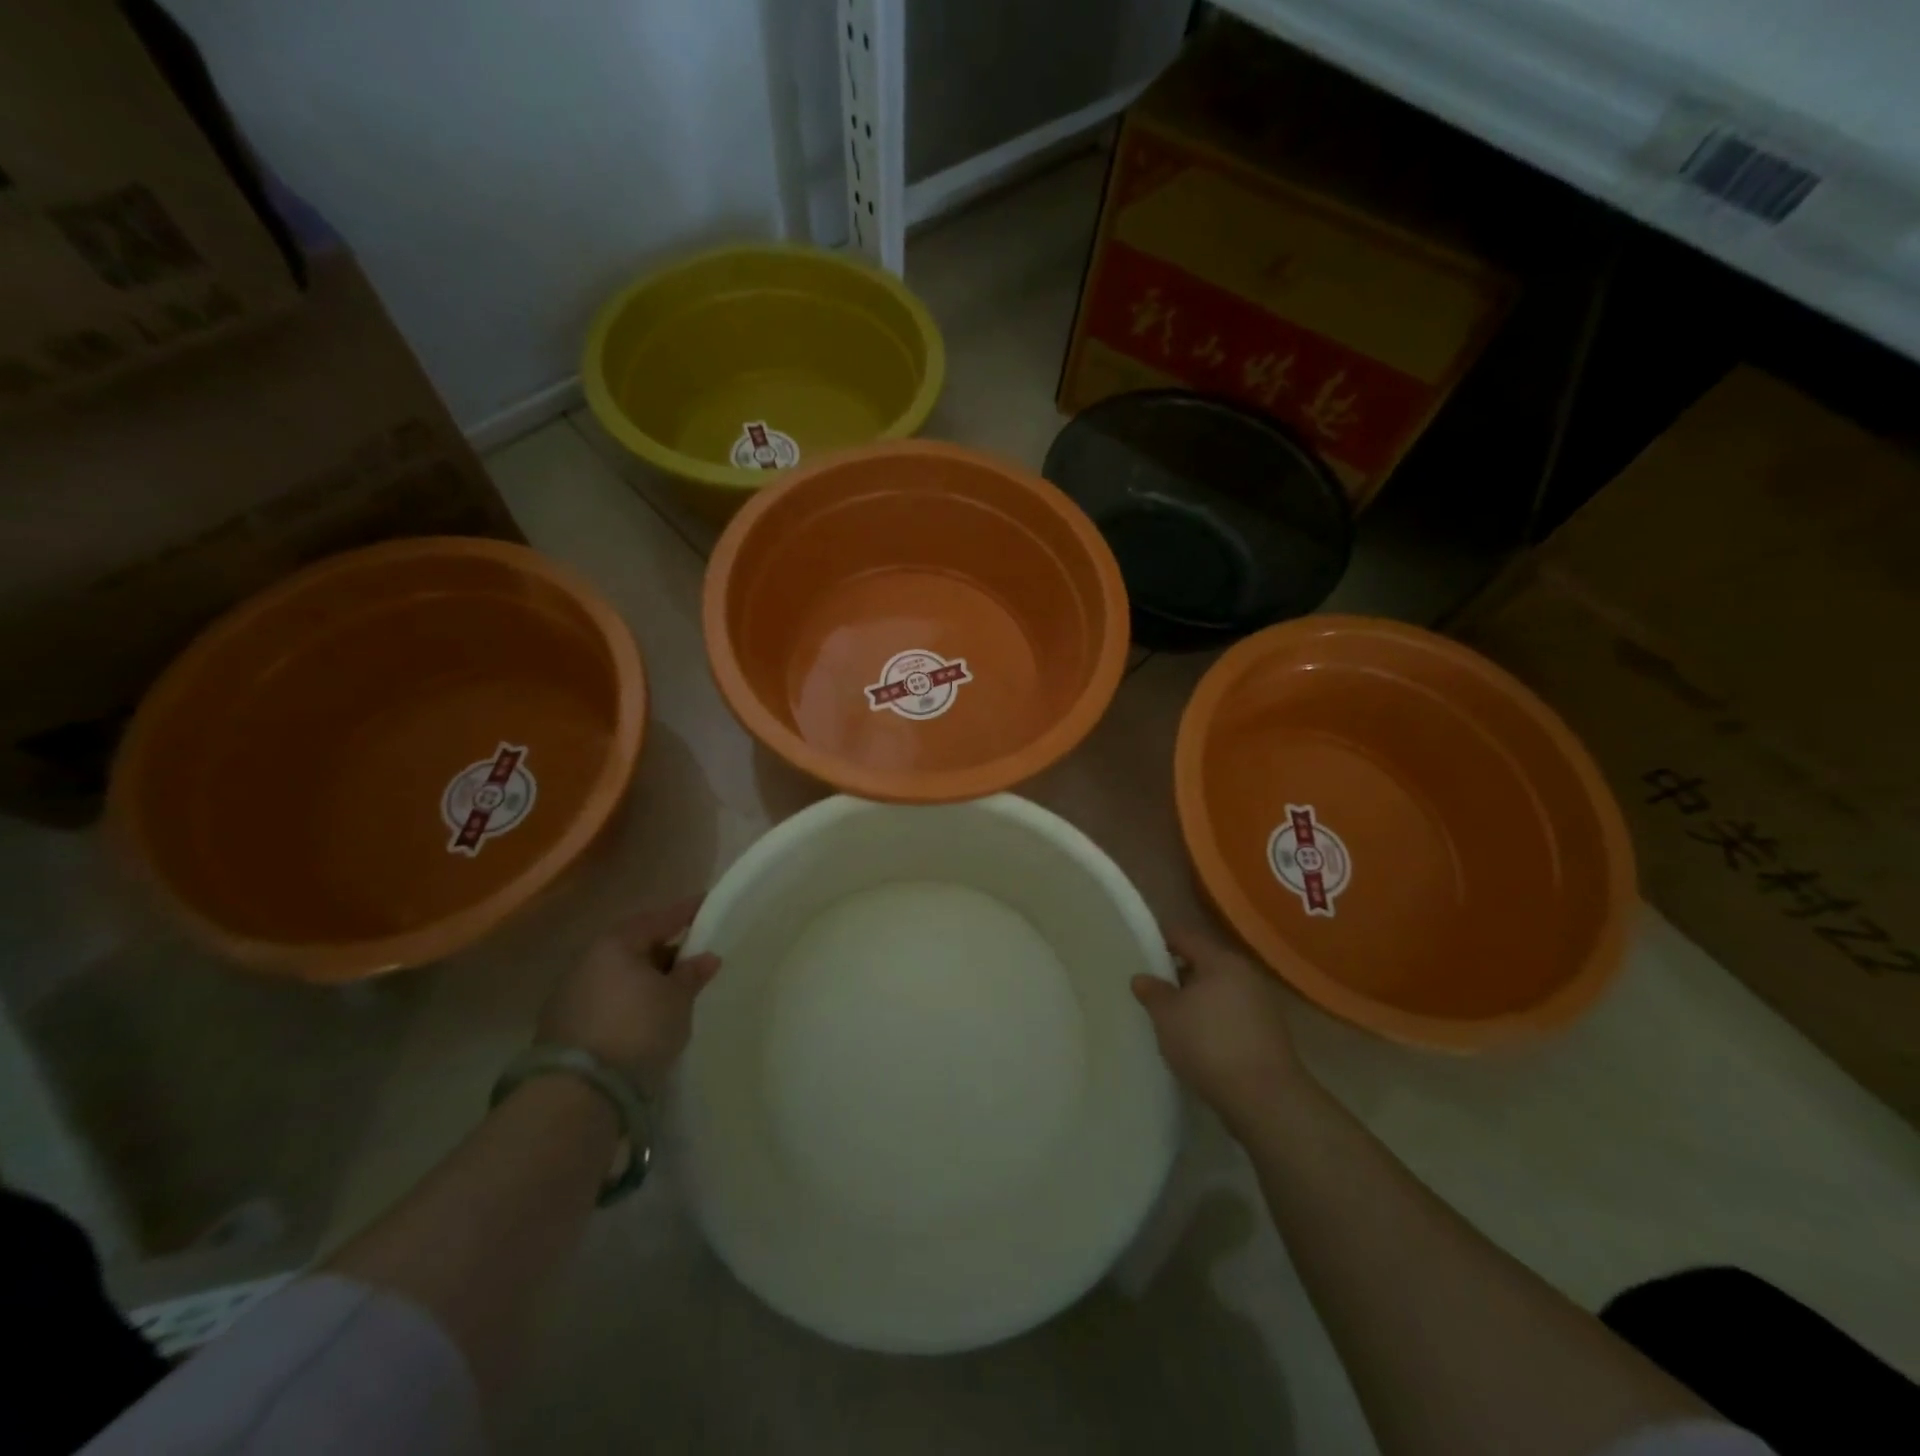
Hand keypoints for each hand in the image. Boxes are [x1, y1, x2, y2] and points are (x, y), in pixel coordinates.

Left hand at [537, 898, 720, 1096]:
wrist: (579, 1093)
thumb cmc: (638, 1030)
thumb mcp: (677, 1000)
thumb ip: (691, 974)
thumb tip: (706, 957)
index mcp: (616, 943)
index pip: (660, 918)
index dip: (687, 911)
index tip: (707, 903)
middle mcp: (587, 960)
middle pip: (634, 944)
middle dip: (664, 948)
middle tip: (692, 956)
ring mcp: (569, 993)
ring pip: (617, 973)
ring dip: (643, 977)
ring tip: (670, 990)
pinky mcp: (561, 1025)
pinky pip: (605, 999)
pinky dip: (626, 999)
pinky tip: (642, 1014)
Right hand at [1132, 929, 1307, 1132]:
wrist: (1264, 1098)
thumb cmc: (1209, 1044)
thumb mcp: (1167, 1016)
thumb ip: (1152, 991)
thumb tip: (1142, 977)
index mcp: (1220, 960)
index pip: (1184, 936)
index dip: (1159, 940)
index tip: (1138, 950)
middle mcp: (1244, 974)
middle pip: (1203, 962)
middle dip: (1176, 973)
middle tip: (1150, 988)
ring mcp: (1260, 1003)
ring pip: (1217, 990)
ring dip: (1195, 998)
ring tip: (1170, 1016)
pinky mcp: (1267, 1032)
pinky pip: (1230, 1013)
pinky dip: (1211, 1019)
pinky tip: (1196, 1038)